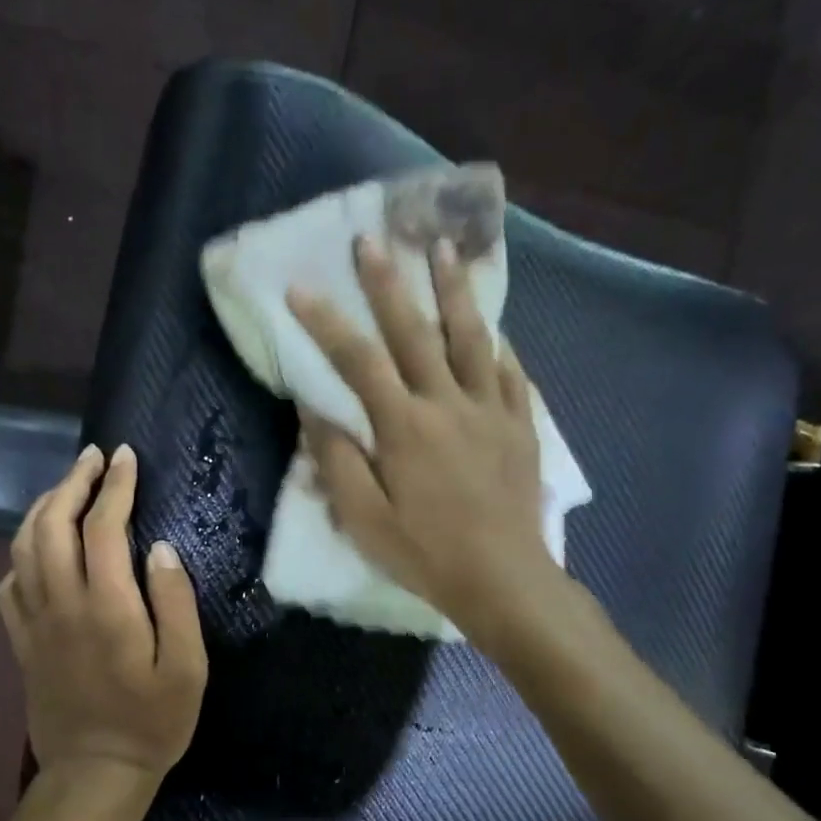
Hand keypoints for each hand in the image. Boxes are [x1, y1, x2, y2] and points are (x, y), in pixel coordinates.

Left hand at [0, 444, 207, 796]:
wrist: (94, 774)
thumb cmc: (152, 722)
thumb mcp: (188, 668)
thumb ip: (175, 603)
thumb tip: (161, 548)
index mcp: (106, 606)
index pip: (103, 526)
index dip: (115, 485)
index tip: (126, 457)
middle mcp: (62, 604)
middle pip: (52, 524)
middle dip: (72, 482)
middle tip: (94, 458)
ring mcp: (34, 623)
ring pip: (22, 547)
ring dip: (42, 508)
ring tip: (66, 488)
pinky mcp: (21, 642)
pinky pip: (8, 585)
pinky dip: (20, 554)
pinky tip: (37, 548)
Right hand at [288, 236, 563, 652]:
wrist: (503, 580)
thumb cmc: (424, 553)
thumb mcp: (364, 519)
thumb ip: (336, 461)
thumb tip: (313, 411)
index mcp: (404, 426)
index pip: (358, 361)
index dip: (326, 322)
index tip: (300, 288)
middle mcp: (448, 404)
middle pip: (415, 332)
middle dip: (389, 284)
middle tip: (372, 240)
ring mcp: (491, 411)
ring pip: (472, 338)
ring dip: (454, 291)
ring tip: (444, 249)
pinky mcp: (520, 427)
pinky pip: (510, 374)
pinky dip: (498, 346)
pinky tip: (493, 329)